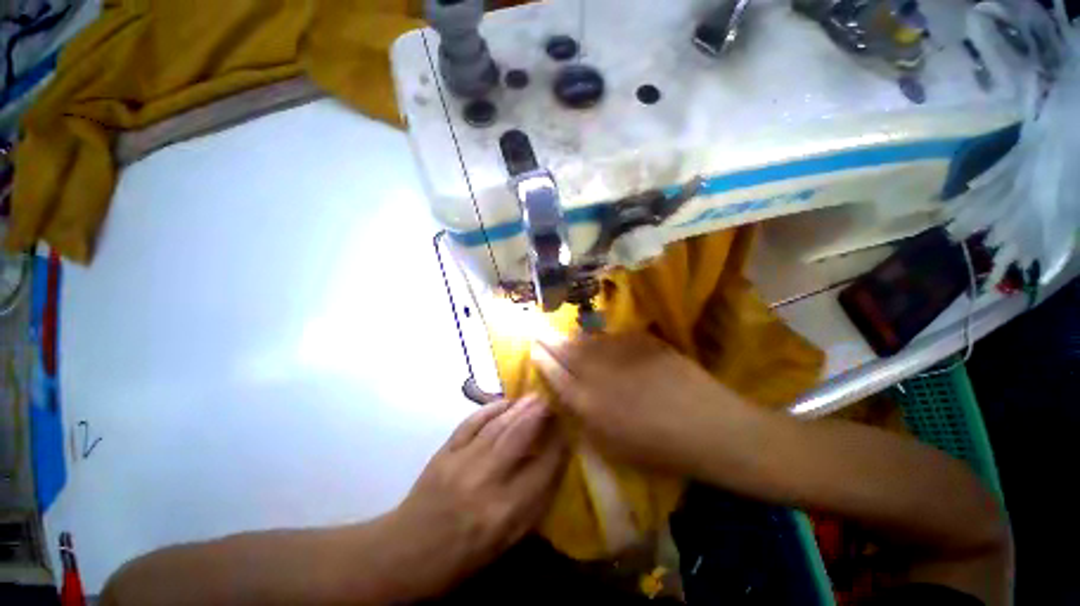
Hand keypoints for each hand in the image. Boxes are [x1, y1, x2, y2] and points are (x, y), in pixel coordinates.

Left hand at [383, 396, 566, 599]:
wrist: (405, 552)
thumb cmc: (460, 557)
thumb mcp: (505, 543)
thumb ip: (532, 505)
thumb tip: (553, 467)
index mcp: (504, 514)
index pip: (543, 469)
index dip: (560, 444)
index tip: (570, 427)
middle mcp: (485, 483)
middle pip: (519, 437)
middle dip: (540, 414)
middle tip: (553, 398)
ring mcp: (461, 463)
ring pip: (497, 425)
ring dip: (519, 407)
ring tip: (534, 396)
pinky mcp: (444, 452)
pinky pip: (471, 422)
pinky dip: (490, 409)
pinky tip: (504, 402)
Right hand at [532, 332, 751, 474]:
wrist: (709, 427)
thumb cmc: (660, 448)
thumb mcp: (612, 445)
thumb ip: (585, 418)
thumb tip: (569, 396)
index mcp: (588, 403)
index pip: (555, 374)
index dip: (542, 359)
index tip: (534, 349)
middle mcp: (598, 373)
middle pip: (566, 350)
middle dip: (550, 341)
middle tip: (540, 333)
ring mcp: (621, 353)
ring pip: (587, 340)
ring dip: (573, 337)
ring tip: (566, 336)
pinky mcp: (641, 341)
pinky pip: (612, 336)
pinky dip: (602, 338)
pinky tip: (601, 340)